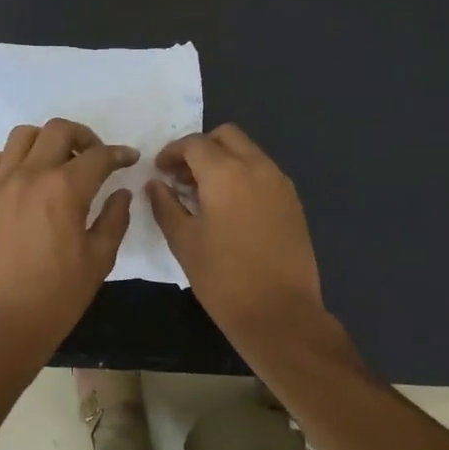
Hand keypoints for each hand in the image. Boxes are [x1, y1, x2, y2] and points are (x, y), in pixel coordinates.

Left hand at [0, 118, 136, 365]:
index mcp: (65, 189)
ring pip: (23, 135)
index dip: (119, 154)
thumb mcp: (99, 259)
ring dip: (47, 140)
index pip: (98, 156)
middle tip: (95, 157)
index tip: (129, 159)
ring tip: (58, 162)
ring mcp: (1, 183)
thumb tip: (121, 194)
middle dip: (84, 136)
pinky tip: (26, 178)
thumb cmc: (57, 296)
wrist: (2, 323)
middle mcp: (31, 174)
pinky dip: (14, 158)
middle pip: (59, 130)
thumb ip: (115, 219)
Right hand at [146, 124, 326, 350]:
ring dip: (224, 160)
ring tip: (204, 193)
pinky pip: (264, 172)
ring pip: (249, 151)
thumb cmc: (224, 279)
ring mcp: (280, 183)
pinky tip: (231, 207)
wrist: (280, 313)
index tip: (159, 170)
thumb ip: (166, 206)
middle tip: (182, 176)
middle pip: (227, 136)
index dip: (172, 152)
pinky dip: (244, 175)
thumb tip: (155, 184)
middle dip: (201, 148)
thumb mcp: (184, 242)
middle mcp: (257, 167)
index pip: (195, 144)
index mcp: (226, 173)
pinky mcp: (293, 202)